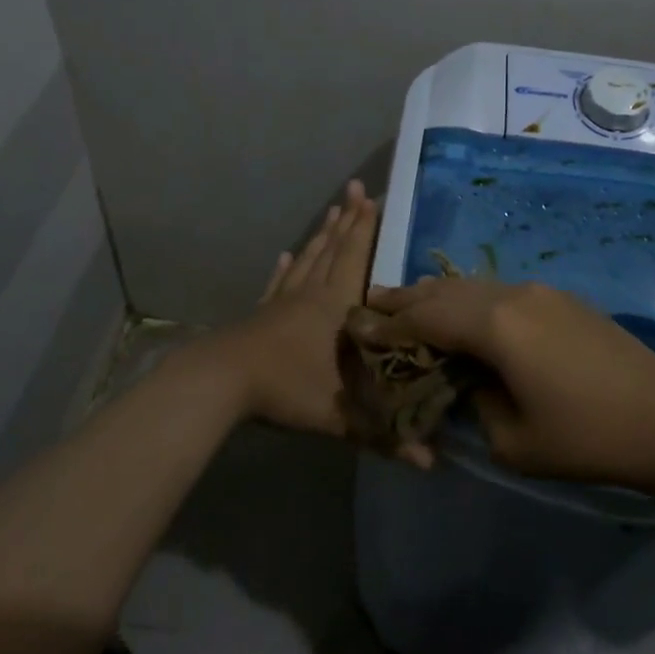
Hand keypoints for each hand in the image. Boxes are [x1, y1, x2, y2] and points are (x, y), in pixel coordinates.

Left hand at [193, 181, 433, 466]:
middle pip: (333, 249)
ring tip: (333, 210)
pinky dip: (285, 268)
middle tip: (358, 189)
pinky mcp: (261, 313)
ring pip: (308, 259)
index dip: (368, 230)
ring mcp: (283, 301)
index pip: (357, 259)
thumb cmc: (287, 389)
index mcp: (336, 307)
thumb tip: (432, 465)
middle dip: (349, 219)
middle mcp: (312, 293)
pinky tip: (286, 255)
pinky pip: (278, 283)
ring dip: (322, 234)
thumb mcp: (341, 417)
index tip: (377, 199)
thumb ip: (386, 437)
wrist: (222, 383)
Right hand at [364, 278, 654, 487]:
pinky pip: (499, 291)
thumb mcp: (512, 440)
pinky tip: (464, 313)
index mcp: (495, 326)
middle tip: (373, 303)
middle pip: (445, 291)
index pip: (425, 318)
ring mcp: (540, 292)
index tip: (359, 327)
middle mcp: (511, 296)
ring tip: (410, 303)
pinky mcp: (560, 299)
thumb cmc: (586, 437)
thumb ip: (474, 402)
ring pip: (473, 286)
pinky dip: (470, 299)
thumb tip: (466, 379)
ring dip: (438, 295)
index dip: (389, 325)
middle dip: (407, 299)